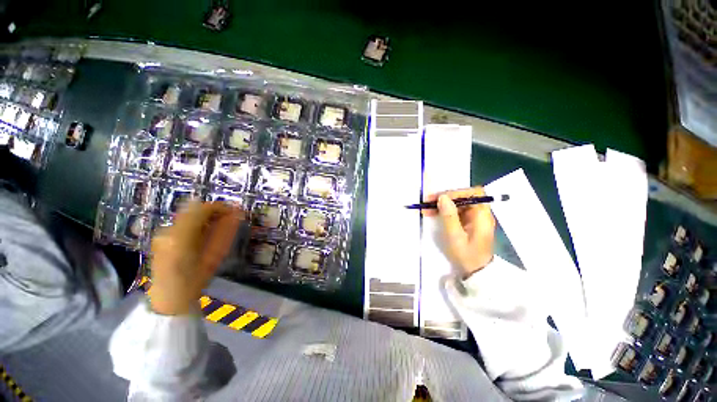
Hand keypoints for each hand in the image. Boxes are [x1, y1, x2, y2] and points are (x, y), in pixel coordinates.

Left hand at [149, 201, 244, 314]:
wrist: (169, 297)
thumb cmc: (196, 279)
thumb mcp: (215, 255)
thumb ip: (225, 232)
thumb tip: (237, 214)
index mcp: (181, 236)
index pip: (202, 209)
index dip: (221, 207)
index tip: (235, 212)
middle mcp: (168, 230)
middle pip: (194, 208)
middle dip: (213, 211)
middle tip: (228, 220)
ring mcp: (162, 232)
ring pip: (188, 214)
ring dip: (205, 217)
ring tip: (216, 228)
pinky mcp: (161, 236)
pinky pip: (182, 221)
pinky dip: (196, 222)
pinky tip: (202, 235)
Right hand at [423, 186, 495, 278]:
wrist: (475, 271)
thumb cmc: (466, 255)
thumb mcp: (455, 237)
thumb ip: (449, 216)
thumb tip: (442, 197)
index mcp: (482, 215)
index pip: (474, 193)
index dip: (458, 192)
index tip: (441, 198)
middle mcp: (480, 213)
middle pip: (464, 197)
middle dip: (445, 197)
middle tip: (428, 201)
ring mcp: (474, 217)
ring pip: (457, 203)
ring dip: (442, 204)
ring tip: (426, 208)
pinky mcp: (467, 222)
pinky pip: (455, 211)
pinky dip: (443, 210)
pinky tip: (432, 213)